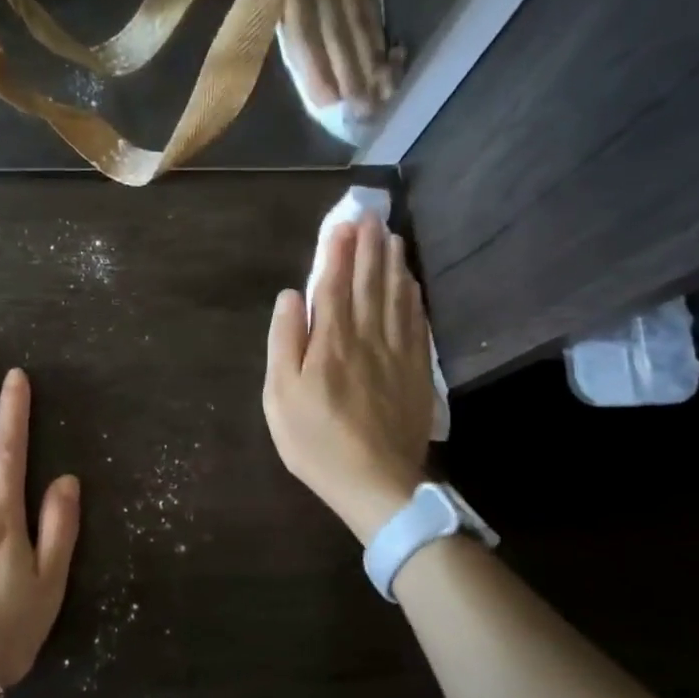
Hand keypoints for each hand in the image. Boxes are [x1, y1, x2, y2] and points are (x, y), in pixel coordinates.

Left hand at [227, 0, 401, 133]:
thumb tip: (263, 29)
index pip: (302, 31)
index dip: (315, 66)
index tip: (328, 101)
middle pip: (336, 35)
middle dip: (350, 76)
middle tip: (362, 114)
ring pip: (357, 23)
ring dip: (369, 62)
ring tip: (379, 97)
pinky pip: (370, 3)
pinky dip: (378, 34)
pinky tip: (387, 61)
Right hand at [263, 214, 431, 542]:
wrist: (376, 481)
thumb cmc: (317, 440)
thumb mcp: (280, 395)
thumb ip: (284, 340)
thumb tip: (291, 295)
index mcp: (332, 340)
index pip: (335, 284)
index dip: (337, 251)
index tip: (342, 223)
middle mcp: (368, 336)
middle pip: (370, 282)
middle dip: (369, 247)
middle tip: (371, 216)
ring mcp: (398, 352)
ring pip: (397, 297)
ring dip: (393, 264)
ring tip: (393, 237)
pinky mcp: (418, 370)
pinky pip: (417, 322)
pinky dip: (413, 297)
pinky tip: (411, 284)